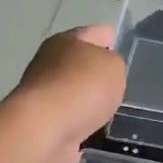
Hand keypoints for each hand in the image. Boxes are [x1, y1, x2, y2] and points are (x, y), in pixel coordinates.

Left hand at [7, 25, 127, 162]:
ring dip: (87, 96)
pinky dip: (80, 118)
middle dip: (96, 68)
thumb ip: (114, 63)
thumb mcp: (113, 66)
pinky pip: (69, 115)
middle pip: (79, 60)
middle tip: (118, 78)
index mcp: (66, 41)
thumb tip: (102, 71)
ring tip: (109, 105)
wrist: (45, 130)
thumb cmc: (83, 88)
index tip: (120, 42)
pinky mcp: (42, 120)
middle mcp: (50, 62)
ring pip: (73, 89)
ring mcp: (43, 92)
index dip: (110, 36)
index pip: (95, 32)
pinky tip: (93, 125)